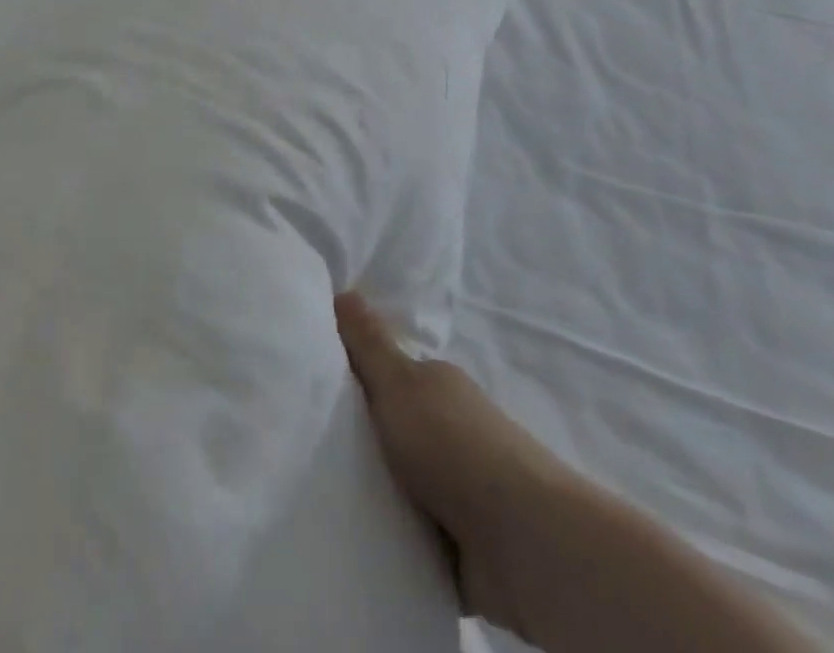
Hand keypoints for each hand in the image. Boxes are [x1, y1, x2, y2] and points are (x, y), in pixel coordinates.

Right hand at [335, 292, 562, 634]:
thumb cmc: (453, 444)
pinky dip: (394, 535)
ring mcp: (461, 488)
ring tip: (322, 491)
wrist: (525, 543)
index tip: (314, 385)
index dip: (356, 376)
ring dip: (377, 489)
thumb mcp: (399, 382)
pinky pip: (414, 533)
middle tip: (308, 439)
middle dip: (361, 437)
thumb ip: (369, 343)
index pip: (390, 373)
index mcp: (438, 386)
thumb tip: (345, 289)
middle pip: (394, 427)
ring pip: (404, 480)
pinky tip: (358, 535)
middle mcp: (452, 430)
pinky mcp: (464, 544)